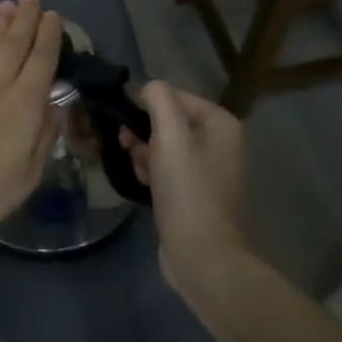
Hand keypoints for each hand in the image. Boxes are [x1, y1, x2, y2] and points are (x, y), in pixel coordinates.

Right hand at [119, 82, 246, 288]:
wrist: (201, 254)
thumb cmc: (186, 191)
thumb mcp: (170, 137)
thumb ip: (157, 100)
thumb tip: (143, 87)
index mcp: (220, 122)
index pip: (171, 95)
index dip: (142, 105)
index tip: (121, 123)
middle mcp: (219, 140)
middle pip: (165, 120)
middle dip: (142, 133)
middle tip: (128, 148)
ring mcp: (208, 166)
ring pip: (161, 144)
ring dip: (143, 153)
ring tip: (139, 172)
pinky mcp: (195, 189)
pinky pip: (165, 166)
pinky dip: (151, 171)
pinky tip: (144, 184)